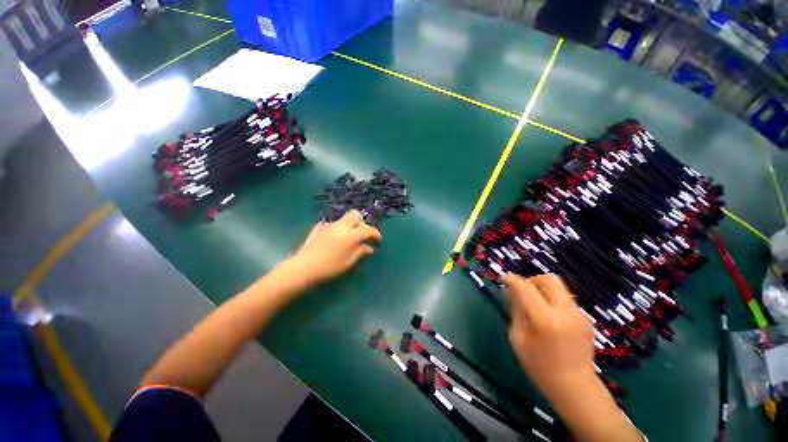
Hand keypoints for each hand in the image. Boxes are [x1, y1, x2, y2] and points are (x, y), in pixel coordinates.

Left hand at [287, 210, 381, 286]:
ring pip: (344, 219)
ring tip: (347, 239)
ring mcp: (329, 225)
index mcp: (351, 235)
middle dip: (361, 223)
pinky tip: (334, 240)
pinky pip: (333, 224)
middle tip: (362, 235)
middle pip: (355, 215)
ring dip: (350, 226)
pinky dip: (338, 230)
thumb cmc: (329, 267)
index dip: (375, 233)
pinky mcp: (319, 227)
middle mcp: (341, 226)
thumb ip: (360, 252)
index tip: (378, 239)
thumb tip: (369, 248)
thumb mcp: (348, 262)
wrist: (304, 267)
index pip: (368, 229)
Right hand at [506, 273, 595, 399]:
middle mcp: (565, 312)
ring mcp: (580, 315)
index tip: (504, 279)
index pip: (526, 287)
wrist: (576, 388)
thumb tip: (512, 290)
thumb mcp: (518, 338)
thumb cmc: (539, 367)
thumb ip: (516, 310)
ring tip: (535, 306)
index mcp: (545, 320)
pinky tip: (549, 319)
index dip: (513, 279)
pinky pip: (565, 299)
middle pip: (549, 279)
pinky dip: (553, 300)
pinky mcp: (586, 319)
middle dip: (532, 280)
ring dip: (543, 290)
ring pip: (559, 287)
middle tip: (522, 291)